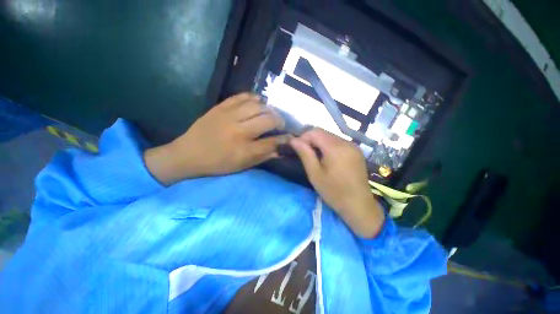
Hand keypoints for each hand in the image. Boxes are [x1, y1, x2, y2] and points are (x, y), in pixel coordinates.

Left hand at [145, 93, 287, 184]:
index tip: (291, 137)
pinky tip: (258, 102)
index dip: (285, 139)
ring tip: (270, 114)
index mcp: (244, 149)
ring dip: (268, 109)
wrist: (188, 154)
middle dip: (279, 121)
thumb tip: (280, 151)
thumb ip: (262, 157)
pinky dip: (253, 98)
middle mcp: (239, 130)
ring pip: (257, 105)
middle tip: (280, 124)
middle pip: (268, 119)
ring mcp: (228, 116)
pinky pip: (241, 96)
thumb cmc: (217, 164)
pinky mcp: (220, 107)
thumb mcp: (241, 166)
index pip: (272, 142)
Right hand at [289, 128, 384, 237]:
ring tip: (316, 157)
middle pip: (323, 132)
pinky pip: (338, 142)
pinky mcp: (356, 150)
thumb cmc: (333, 192)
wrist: (358, 205)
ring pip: (330, 136)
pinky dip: (329, 146)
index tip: (299, 149)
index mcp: (335, 148)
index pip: (315, 132)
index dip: (303, 137)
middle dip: (311, 140)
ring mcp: (353, 146)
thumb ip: (304, 154)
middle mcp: (346, 142)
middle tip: (306, 154)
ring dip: (320, 142)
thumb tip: (293, 140)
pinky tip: (327, 158)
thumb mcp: (315, 174)